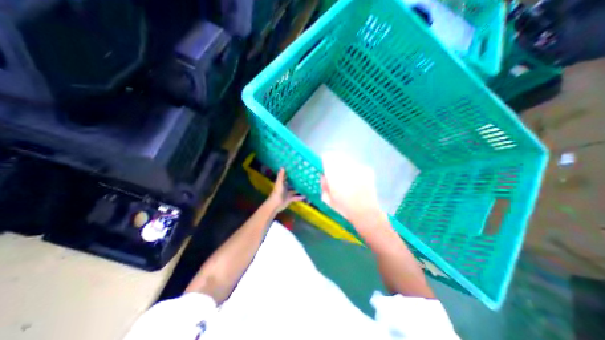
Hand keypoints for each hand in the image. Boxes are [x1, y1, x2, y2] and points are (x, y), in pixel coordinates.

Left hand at [266, 167, 304, 211]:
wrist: (275, 204)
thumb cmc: (277, 192)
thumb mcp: (279, 183)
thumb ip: (281, 176)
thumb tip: (282, 167)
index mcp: (282, 183)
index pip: (286, 177)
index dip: (289, 174)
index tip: (295, 170)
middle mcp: (285, 188)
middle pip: (291, 183)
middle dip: (295, 181)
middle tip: (303, 177)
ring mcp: (288, 193)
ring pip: (294, 190)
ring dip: (299, 189)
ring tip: (305, 185)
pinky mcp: (290, 199)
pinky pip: (296, 197)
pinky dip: (300, 197)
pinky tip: (305, 195)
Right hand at [318, 155, 384, 235]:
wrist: (366, 213)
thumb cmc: (344, 208)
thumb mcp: (327, 199)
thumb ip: (324, 184)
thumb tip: (324, 176)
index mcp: (334, 173)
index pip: (327, 157)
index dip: (325, 162)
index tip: (326, 168)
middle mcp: (346, 167)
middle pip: (337, 157)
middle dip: (335, 163)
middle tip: (336, 175)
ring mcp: (358, 167)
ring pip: (348, 161)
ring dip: (345, 166)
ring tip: (348, 179)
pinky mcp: (367, 170)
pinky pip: (357, 166)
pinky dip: (355, 171)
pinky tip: (357, 181)